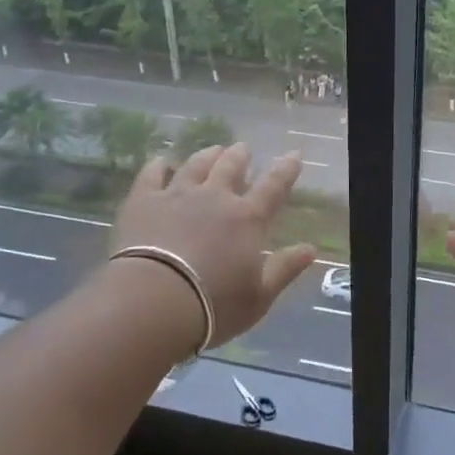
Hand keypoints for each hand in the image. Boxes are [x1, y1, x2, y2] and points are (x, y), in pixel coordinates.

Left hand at [113, 142, 314, 344]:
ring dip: (207, 155)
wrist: (153, 302)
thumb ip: (285, 269)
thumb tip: (311, 249)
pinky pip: (151, 175)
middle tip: (243, 149)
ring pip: (195, 165)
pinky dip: (158, 165)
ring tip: (212, 149)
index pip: (274, 186)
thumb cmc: (213, 305)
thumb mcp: (259, 296)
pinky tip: (161, 161)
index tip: (294, 154)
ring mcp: (177, 195)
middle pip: (230, 166)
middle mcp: (215, 197)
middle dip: (240, 156)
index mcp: (247, 218)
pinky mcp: (143, 201)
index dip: (286, 170)